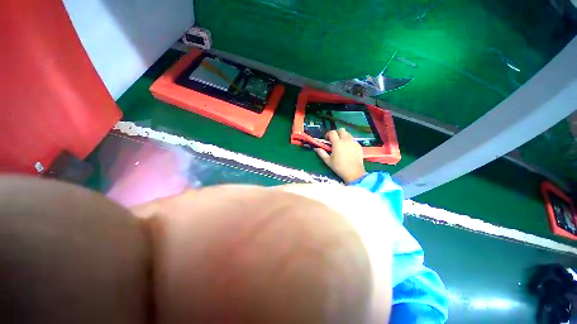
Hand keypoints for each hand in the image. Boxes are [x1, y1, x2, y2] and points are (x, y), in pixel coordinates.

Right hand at [314, 128, 366, 183]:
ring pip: (348, 134)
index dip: (328, 134)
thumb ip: (321, 153)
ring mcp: (353, 142)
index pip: (332, 132)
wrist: (354, 173)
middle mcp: (346, 140)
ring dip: (343, 136)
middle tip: (334, 140)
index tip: (327, 140)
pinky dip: (349, 141)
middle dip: (336, 133)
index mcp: (337, 143)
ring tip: (341, 144)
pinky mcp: (358, 146)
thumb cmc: (339, 167)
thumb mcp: (328, 161)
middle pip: (341, 130)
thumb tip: (316, 148)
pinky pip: (353, 140)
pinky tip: (347, 149)